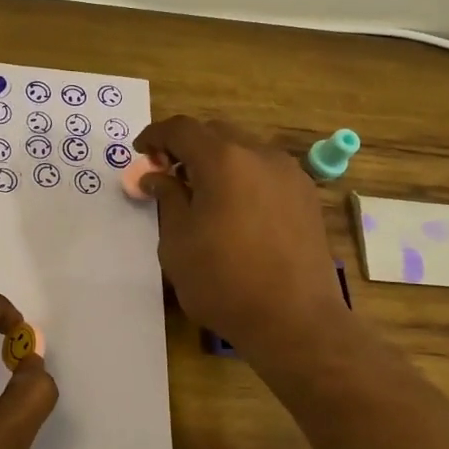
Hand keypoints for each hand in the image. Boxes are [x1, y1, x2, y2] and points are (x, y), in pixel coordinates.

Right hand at [134, 116, 349, 360]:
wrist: (293, 319)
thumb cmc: (223, 281)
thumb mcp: (177, 242)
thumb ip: (168, 199)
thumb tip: (157, 177)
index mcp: (223, 160)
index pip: (182, 129)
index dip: (156, 135)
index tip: (142, 153)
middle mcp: (260, 155)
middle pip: (216, 133)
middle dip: (187, 146)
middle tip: (169, 174)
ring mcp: (289, 174)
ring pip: (245, 149)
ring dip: (218, 161)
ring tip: (203, 194)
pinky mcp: (306, 196)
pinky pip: (267, 171)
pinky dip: (244, 176)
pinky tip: (236, 209)